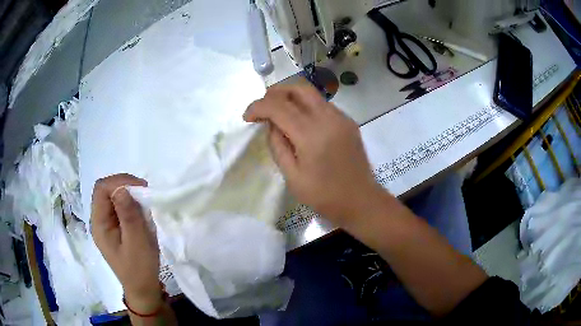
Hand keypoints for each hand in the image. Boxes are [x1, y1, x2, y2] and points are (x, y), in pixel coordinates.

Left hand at [91, 174, 161, 312]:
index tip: (141, 189)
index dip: (119, 182)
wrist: (142, 289)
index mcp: (99, 224)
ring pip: (112, 196)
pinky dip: (130, 203)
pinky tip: (140, 211)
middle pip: (105, 190)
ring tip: (144, 203)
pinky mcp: (113, 227)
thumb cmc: (139, 269)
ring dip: (128, 193)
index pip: (101, 189)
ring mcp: (105, 223)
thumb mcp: (137, 243)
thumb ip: (128, 216)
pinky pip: (118, 206)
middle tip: (144, 193)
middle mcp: (98, 220)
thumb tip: (122, 189)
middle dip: (124, 185)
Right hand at [244, 85, 386, 227]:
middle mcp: (328, 118)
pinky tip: (301, 123)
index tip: (247, 117)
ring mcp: (341, 117)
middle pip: (298, 87)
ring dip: (291, 97)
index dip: (258, 107)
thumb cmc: (325, 196)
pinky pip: (322, 105)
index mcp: (311, 134)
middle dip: (275, 92)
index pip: (278, 106)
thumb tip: (272, 124)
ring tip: (279, 113)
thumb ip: (278, 146)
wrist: (361, 201)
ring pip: (312, 93)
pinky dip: (306, 106)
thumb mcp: (292, 177)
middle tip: (263, 108)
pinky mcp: (348, 122)